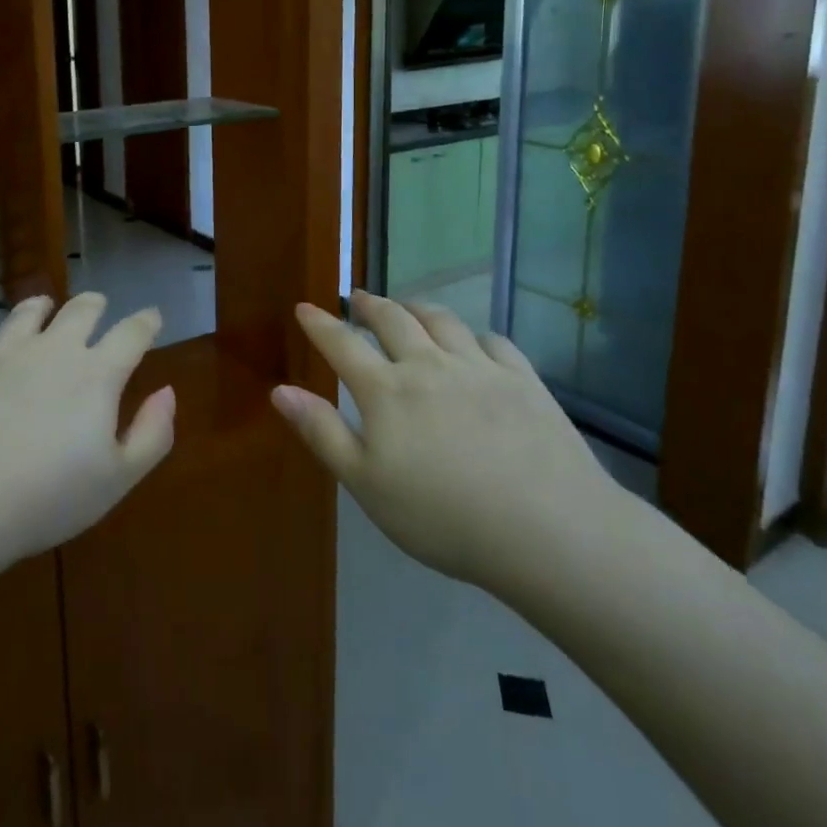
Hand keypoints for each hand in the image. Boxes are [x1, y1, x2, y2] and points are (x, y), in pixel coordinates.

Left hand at [0, 292, 174, 567]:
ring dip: (41, 307)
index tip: (152, 317)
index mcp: (96, 374)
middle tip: (98, 306)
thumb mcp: (117, 480)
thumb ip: (153, 433)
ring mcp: (2, 350)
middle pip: (81, 310)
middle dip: (95, 305)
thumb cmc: (46, 499)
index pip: (132, 333)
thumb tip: (168, 391)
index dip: (146, 321)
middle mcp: (53, 349)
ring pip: (27, 311)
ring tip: (42, 308)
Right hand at [272, 290, 619, 598]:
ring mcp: (479, 367)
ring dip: (418, 307)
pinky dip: (474, 335)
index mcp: (386, 390)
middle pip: (393, 320)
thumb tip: (280, 390)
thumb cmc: (442, 516)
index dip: (320, 324)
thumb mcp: (366, 484)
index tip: (305, 308)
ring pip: (442, 320)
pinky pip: (493, 341)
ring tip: (408, 307)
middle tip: (358, 298)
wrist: (546, 528)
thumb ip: (322, 432)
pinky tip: (474, 342)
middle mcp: (428, 365)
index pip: (342, 344)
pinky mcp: (523, 379)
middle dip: (370, 305)